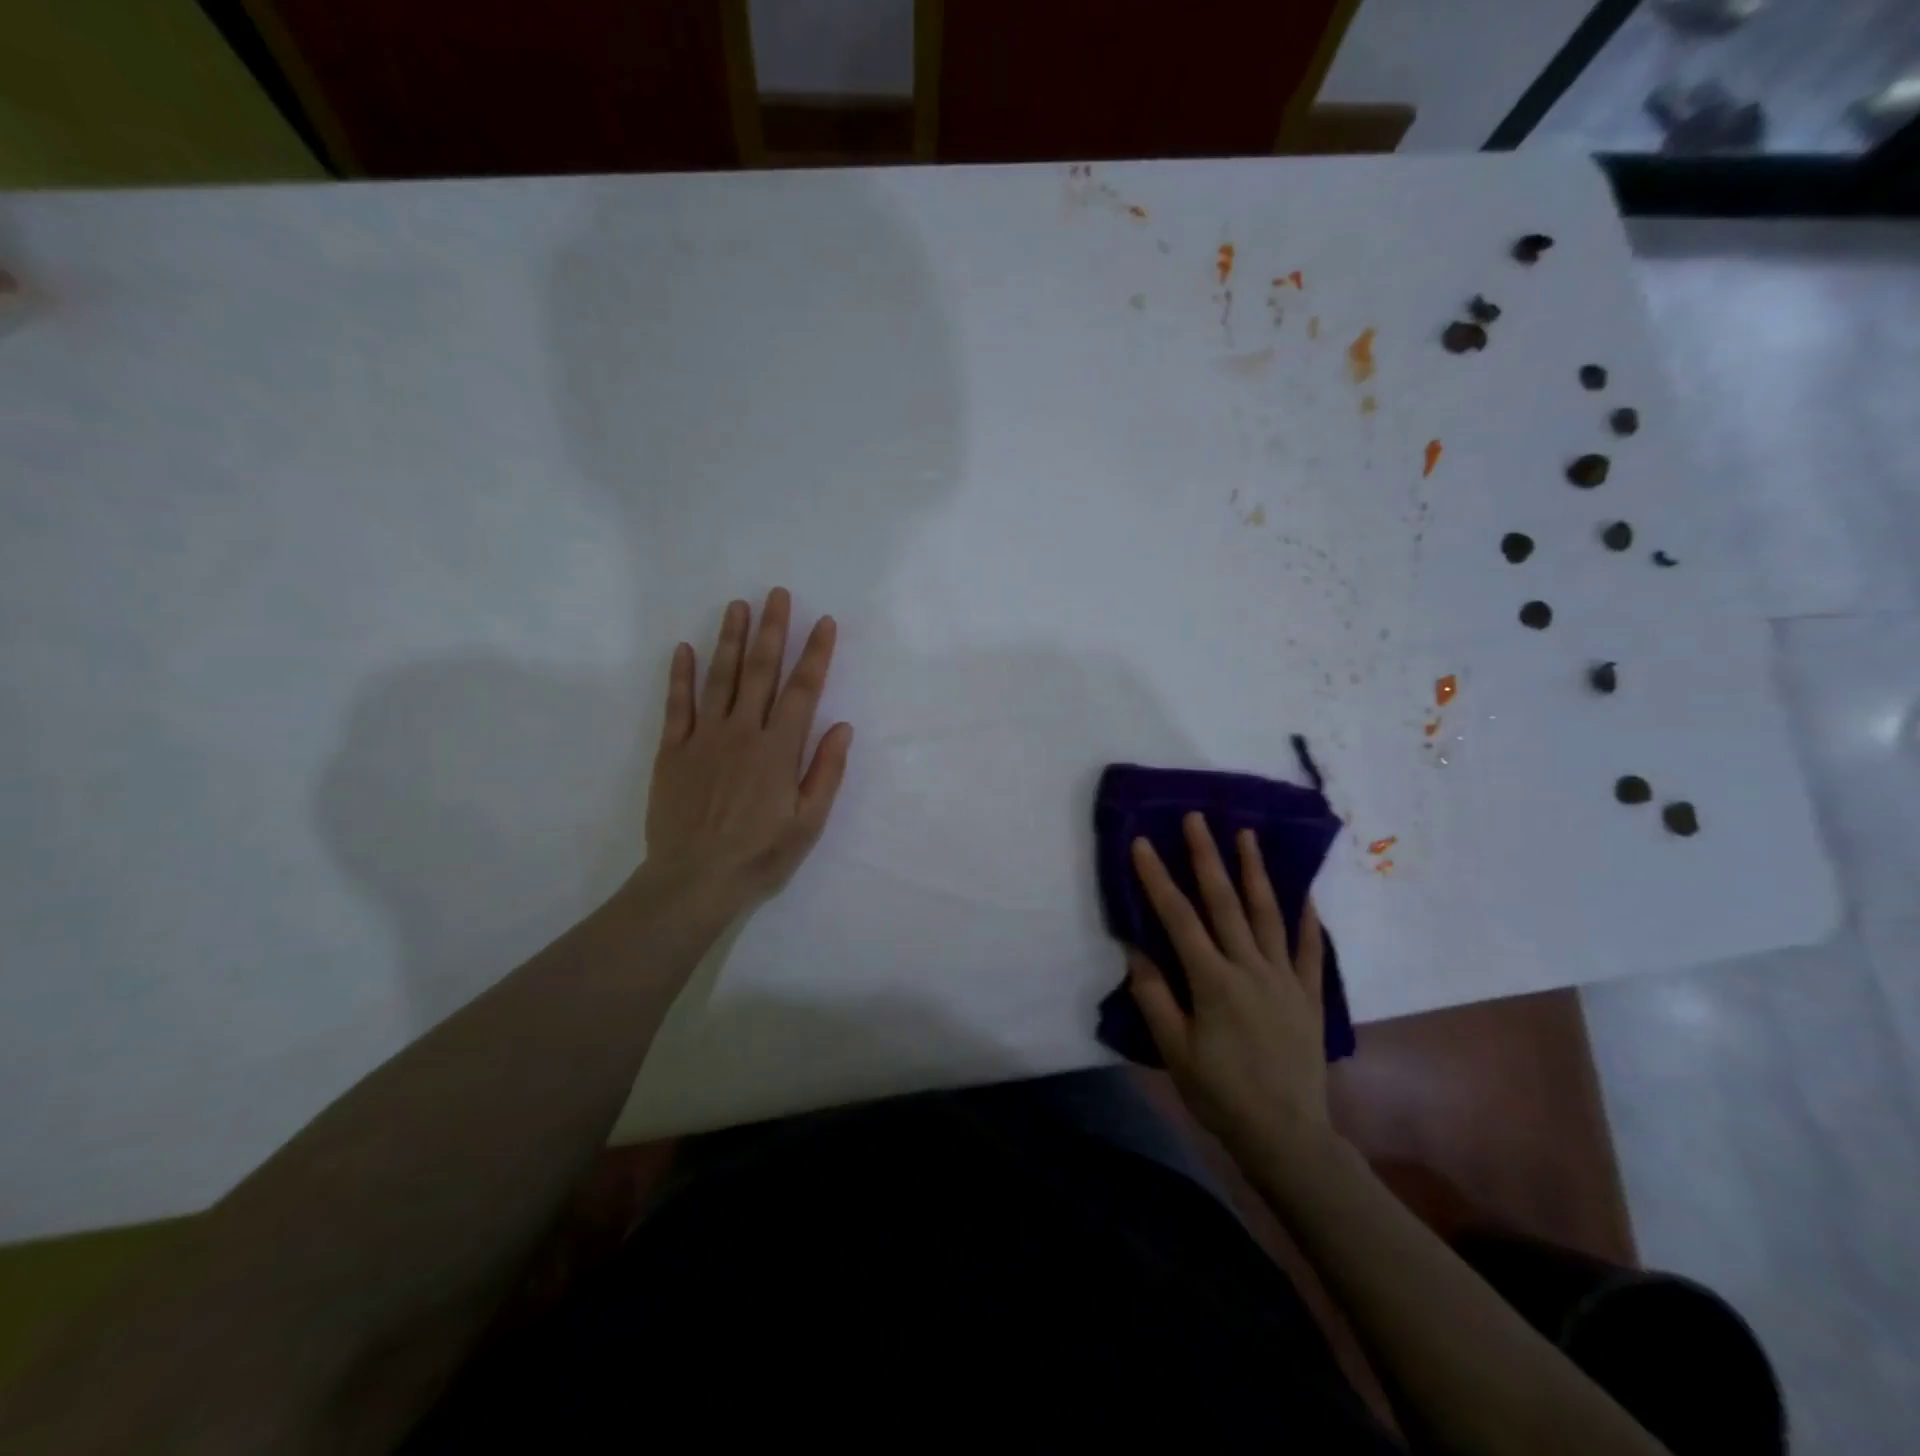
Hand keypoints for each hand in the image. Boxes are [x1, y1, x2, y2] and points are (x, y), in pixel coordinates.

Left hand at [642, 588, 852, 916]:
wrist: (694, 880)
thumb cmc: (759, 855)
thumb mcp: (808, 823)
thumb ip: (825, 772)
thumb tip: (842, 727)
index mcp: (779, 749)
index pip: (803, 690)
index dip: (815, 654)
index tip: (823, 622)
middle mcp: (742, 732)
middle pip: (759, 671)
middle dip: (771, 630)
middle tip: (776, 594)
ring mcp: (704, 738)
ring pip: (718, 678)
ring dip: (729, 639)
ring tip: (737, 606)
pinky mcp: (673, 751)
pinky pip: (677, 705)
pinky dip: (680, 676)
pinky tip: (684, 649)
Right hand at [1128, 813, 1332, 1159]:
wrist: (1286, 1134)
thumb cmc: (1221, 1093)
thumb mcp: (1174, 1051)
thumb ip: (1154, 996)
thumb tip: (1135, 948)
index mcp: (1212, 981)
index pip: (1178, 918)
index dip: (1158, 878)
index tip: (1144, 843)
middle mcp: (1249, 968)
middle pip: (1225, 902)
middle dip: (1207, 857)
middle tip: (1198, 819)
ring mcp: (1283, 978)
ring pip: (1268, 913)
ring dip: (1254, 872)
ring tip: (1247, 836)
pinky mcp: (1308, 994)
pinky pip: (1308, 948)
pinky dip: (1306, 917)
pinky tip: (1304, 892)